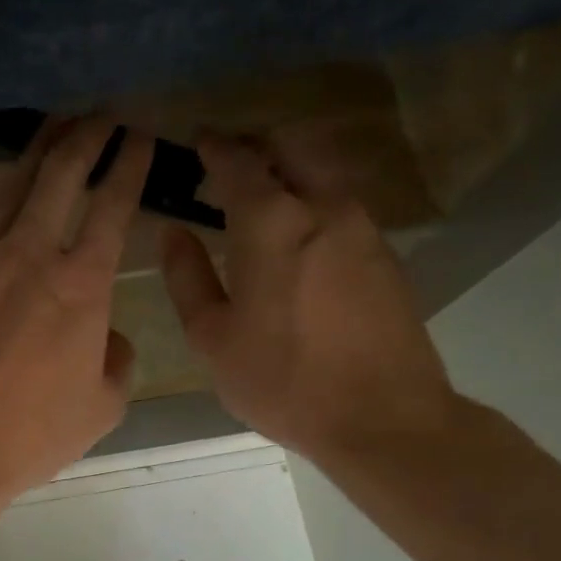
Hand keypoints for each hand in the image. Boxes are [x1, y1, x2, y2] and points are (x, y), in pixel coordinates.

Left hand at [0, 117, 154, 499]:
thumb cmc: (31, 430)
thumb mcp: (101, 406)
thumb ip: (117, 361)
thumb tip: (107, 336)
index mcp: (82, 284)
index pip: (114, 205)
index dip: (130, 165)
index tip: (140, 136)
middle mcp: (31, 253)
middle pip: (61, 174)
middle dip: (85, 135)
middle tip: (99, 113)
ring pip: (10, 183)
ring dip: (36, 148)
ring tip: (53, 123)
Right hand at [159, 131, 460, 462]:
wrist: (385, 418)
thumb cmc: (284, 380)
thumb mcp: (214, 338)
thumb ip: (187, 277)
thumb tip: (173, 232)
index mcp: (271, 221)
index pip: (238, 158)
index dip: (214, 145)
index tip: (197, 142)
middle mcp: (323, 206)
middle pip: (291, 145)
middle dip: (257, 145)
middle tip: (229, 165)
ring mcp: (363, 227)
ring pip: (323, 172)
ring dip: (290, 171)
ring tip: (261, 203)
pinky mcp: (386, 253)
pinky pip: (343, 205)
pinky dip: (315, 201)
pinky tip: (299, 238)